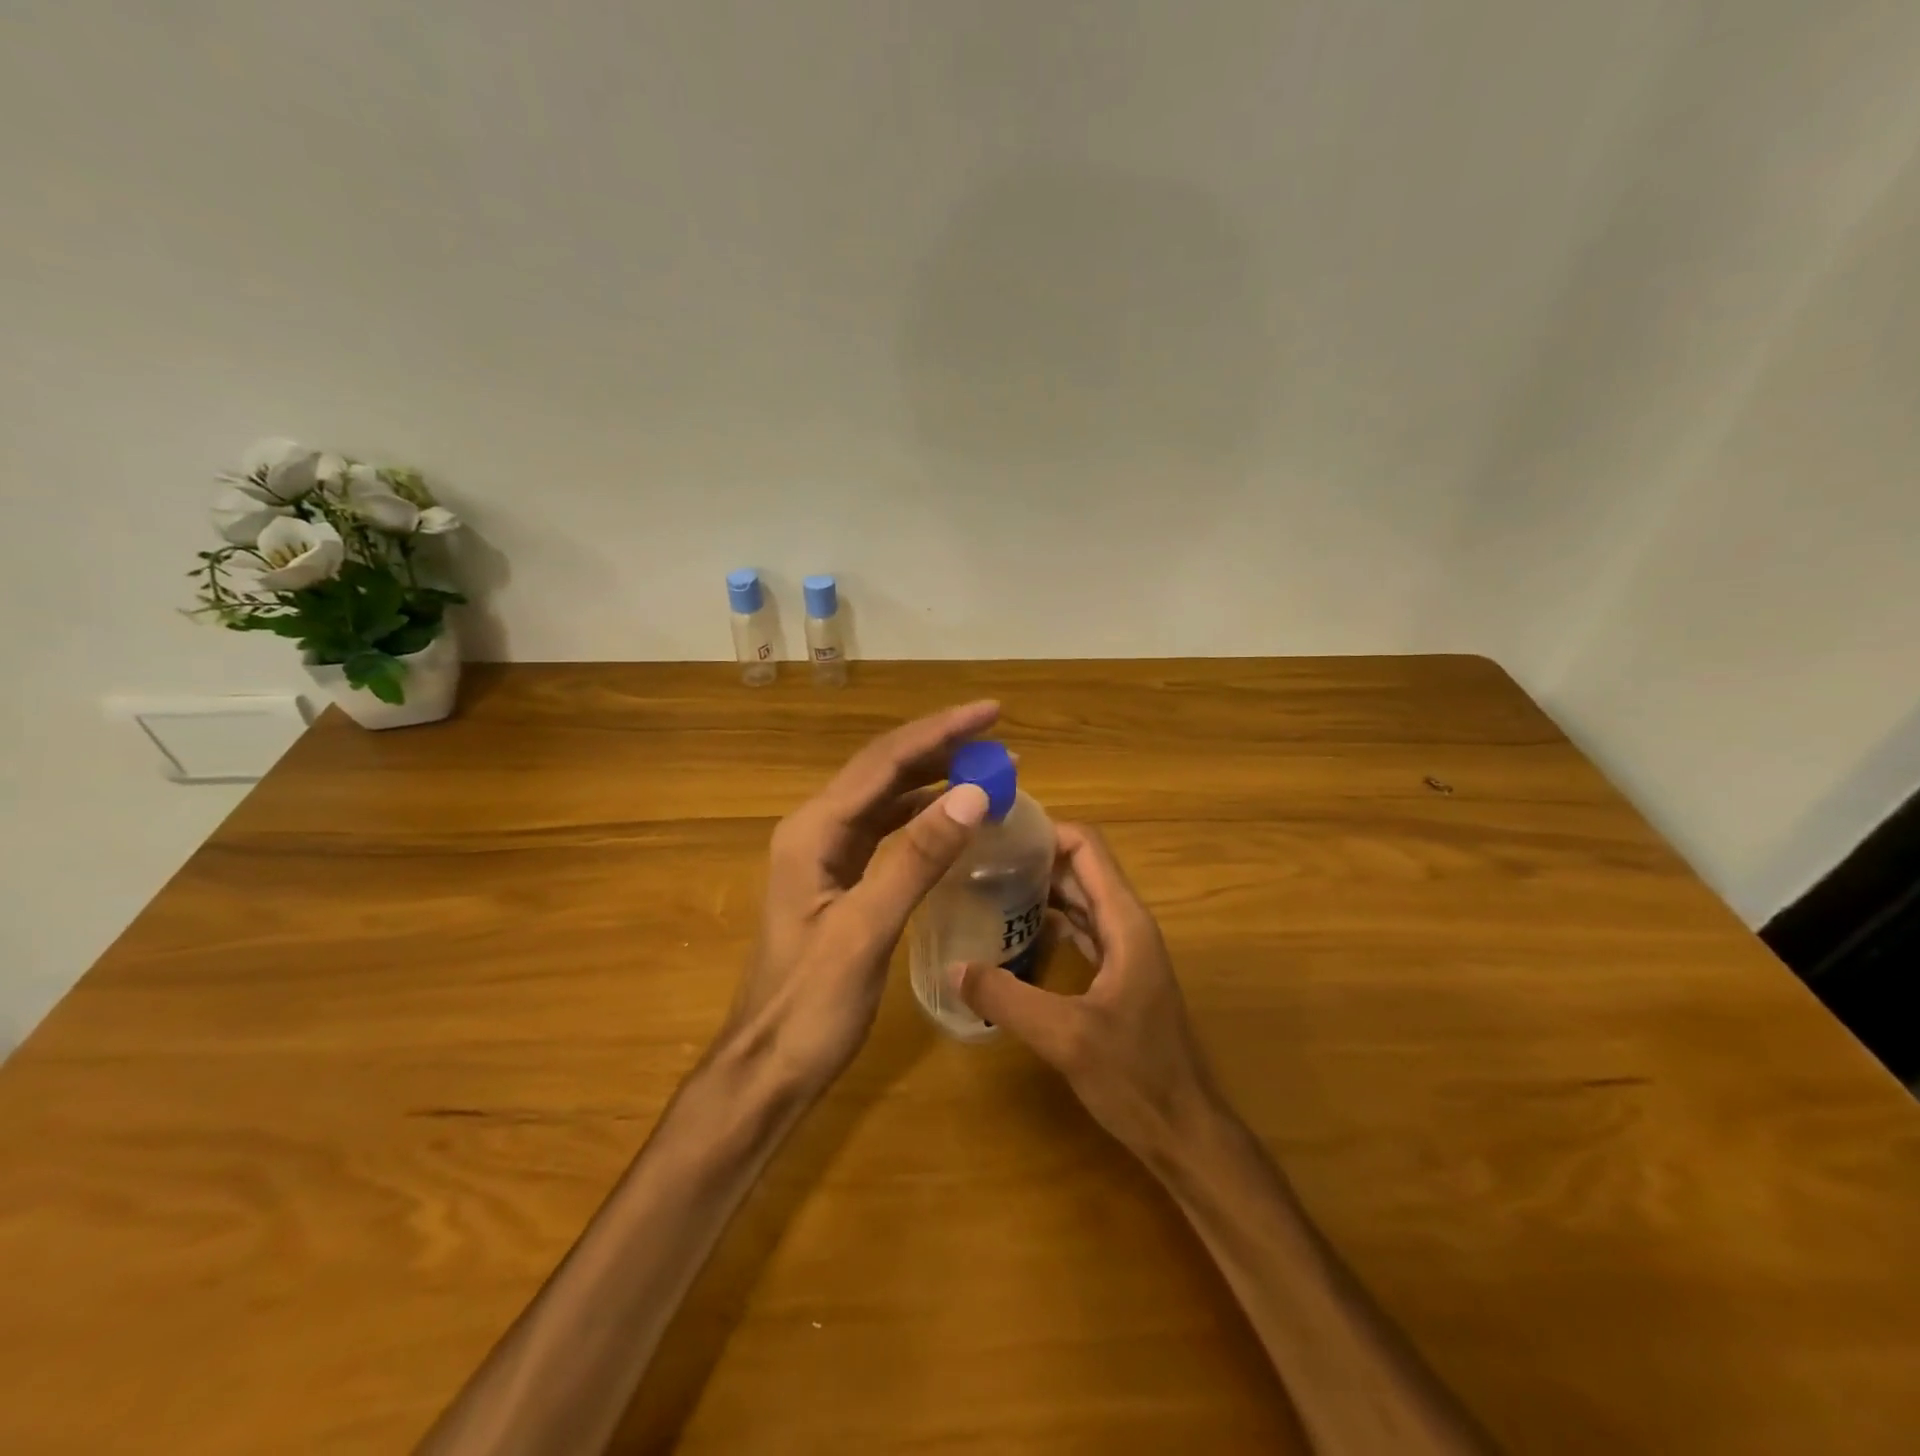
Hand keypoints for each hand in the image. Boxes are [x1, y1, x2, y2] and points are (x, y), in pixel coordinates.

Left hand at [722, 701, 998, 1092]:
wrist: (768, 1068)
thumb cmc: (810, 1006)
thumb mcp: (866, 930)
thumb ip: (917, 859)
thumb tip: (973, 793)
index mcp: (813, 831)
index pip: (884, 762)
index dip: (940, 732)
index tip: (992, 713)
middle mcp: (816, 829)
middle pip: (885, 771)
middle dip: (941, 747)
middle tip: (1000, 737)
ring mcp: (827, 855)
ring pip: (887, 798)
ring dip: (936, 779)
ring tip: (989, 767)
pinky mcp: (840, 879)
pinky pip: (888, 831)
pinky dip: (925, 816)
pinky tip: (955, 815)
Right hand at [953, 823, 1222, 1163]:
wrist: (1186, 1133)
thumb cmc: (1136, 1078)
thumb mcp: (1065, 1037)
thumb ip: (1007, 998)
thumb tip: (953, 967)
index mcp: (1125, 922)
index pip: (1087, 847)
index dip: (1045, 832)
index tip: (997, 834)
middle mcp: (1127, 925)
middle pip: (1080, 869)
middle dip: (1033, 859)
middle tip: (977, 861)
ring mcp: (1125, 951)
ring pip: (1079, 901)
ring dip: (1039, 891)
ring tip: (985, 890)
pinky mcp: (1118, 977)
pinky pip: (1081, 932)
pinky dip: (1049, 924)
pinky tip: (1012, 936)